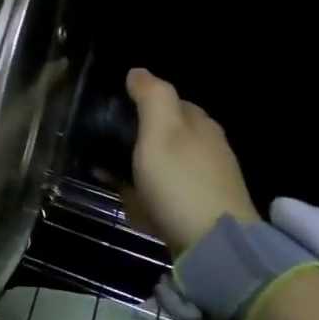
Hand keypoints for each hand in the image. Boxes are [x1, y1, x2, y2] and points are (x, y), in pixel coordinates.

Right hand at [123, 67, 258, 255]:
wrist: (214, 247)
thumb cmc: (180, 182)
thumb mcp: (161, 131)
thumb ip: (151, 96)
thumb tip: (138, 71)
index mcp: (200, 124)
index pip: (169, 101)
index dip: (141, 104)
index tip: (112, 115)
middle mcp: (208, 148)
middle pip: (165, 134)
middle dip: (137, 138)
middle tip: (104, 148)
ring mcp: (207, 182)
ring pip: (163, 165)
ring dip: (137, 168)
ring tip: (108, 177)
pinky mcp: (201, 211)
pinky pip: (166, 194)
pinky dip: (146, 194)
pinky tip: (131, 204)